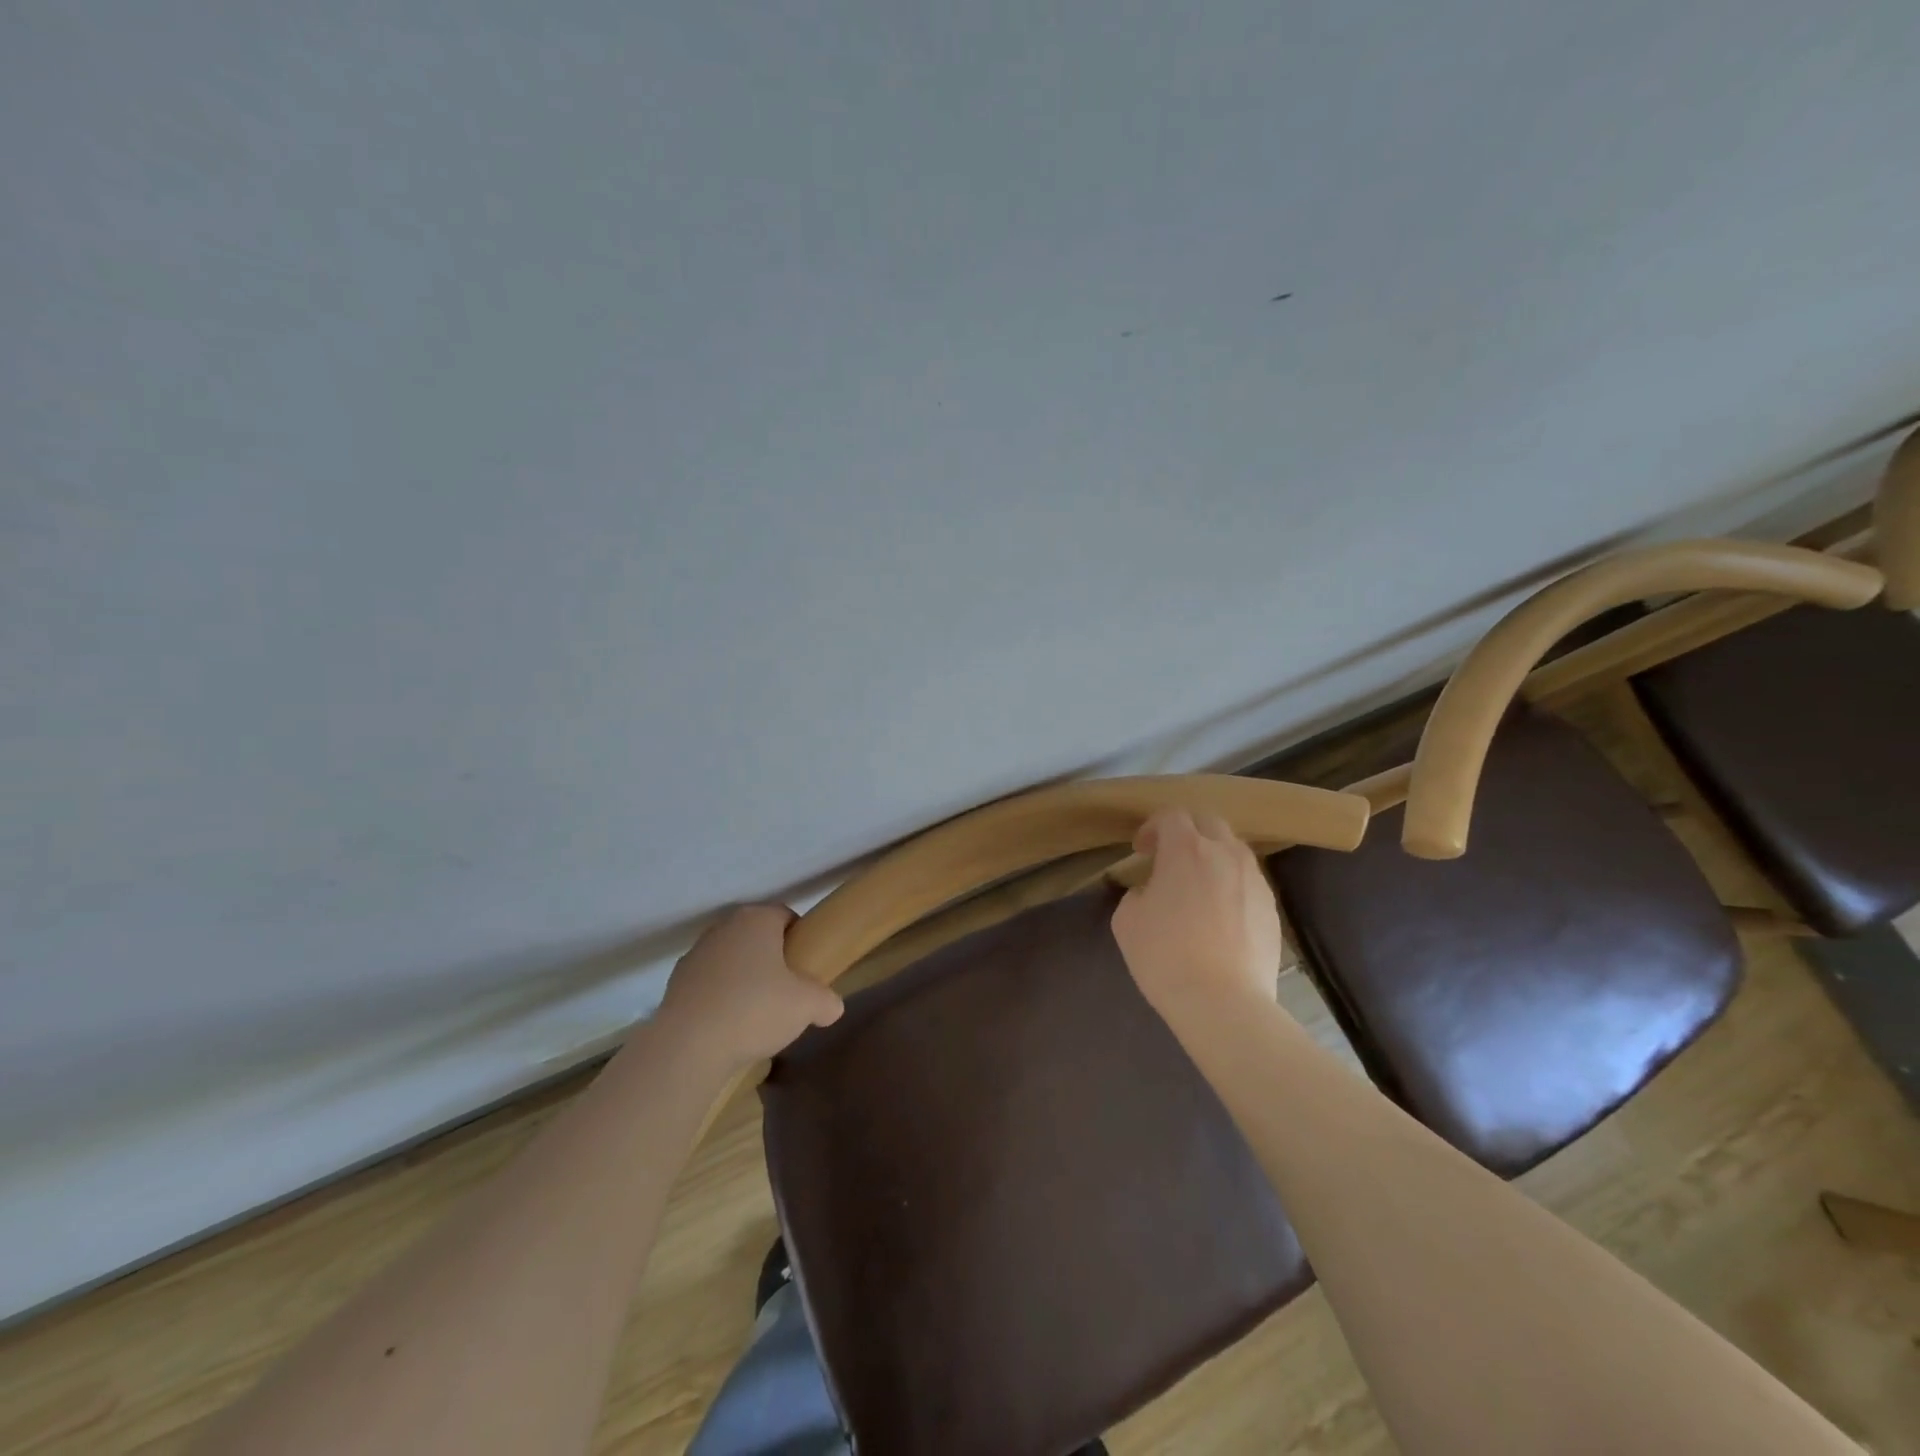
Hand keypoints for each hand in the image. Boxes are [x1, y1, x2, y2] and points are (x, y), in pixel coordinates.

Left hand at [656, 905, 843, 1069]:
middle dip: (772, 959)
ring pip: (731, 960)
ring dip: (744, 978)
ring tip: (756, 1014)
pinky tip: (729, 1026)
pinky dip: (720, 998)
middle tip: (787, 991)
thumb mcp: (807, 1006)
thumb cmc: (755, 1009)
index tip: (808, 966)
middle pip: (757, 937)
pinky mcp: (675, 983)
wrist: (688, 1046)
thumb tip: (832, 1007)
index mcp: (756, 920)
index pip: (786, 916)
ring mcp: (695, 954)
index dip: (801, 939)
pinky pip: (709, 984)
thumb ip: (827, 1001)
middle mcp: (723, 928)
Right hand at [1111, 809, 1284, 1022]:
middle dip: (1187, 831)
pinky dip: (1231, 884)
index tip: (1141, 849)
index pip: (1171, 816)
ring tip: (1198, 885)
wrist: (1223, 1002)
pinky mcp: (1272, 908)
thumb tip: (1151, 892)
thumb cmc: (1165, 956)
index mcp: (1186, 849)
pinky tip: (1219, 914)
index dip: (1152, 827)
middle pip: (1209, 822)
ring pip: (1234, 850)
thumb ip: (1137, 893)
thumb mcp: (1127, 920)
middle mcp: (1225, 854)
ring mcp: (1254, 880)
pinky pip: (1248, 881)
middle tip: (1170, 857)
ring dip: (1213, 856)